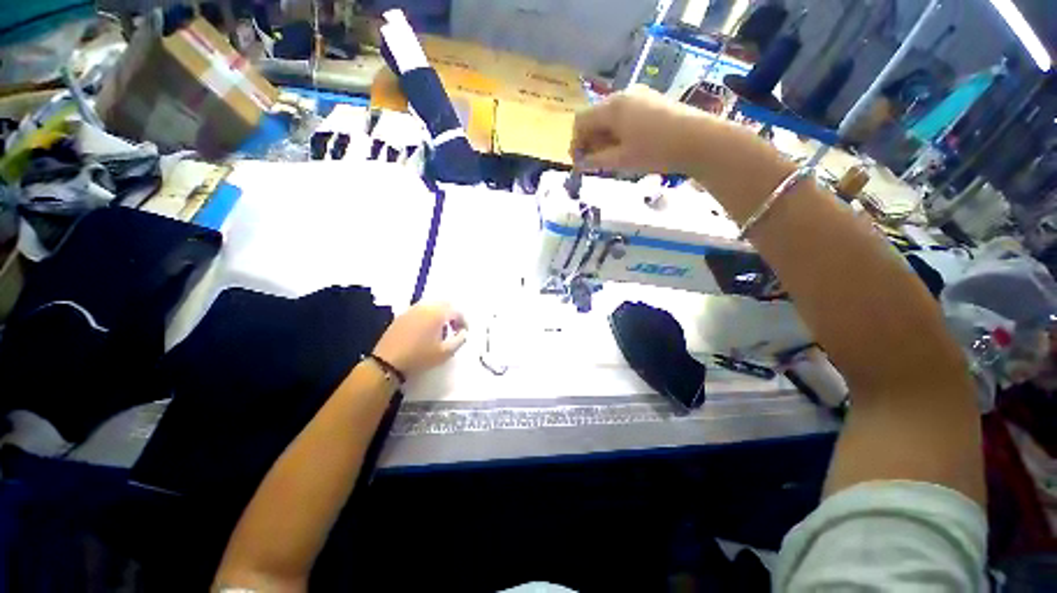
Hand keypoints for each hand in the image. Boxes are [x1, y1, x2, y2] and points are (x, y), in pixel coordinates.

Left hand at [372, 302, 467, 379]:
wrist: (387, 362)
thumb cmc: (420, 357)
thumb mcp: (445, 352)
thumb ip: (460, 340)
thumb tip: (463, 332)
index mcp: (438, 313)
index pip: (457, 311)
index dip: (464, 321)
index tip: (464, 333)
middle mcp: (426, 307)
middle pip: (445, 304)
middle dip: (453, 315)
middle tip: (454, 329)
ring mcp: (412, 310)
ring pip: (432, 306)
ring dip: (440, 315)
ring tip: (441, 331)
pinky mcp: (402, 316)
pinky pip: (421, 310)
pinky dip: (428, 316)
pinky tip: (426, 331)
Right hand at [571, 86, 707, 174]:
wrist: (699, 140)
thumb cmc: (655, 151)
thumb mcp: (621, 159)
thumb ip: (596, 160)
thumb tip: (580, 163)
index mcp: (611, 107)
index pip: (580, 121)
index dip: (576, 142)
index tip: (580, 162)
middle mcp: (622, 95)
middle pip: (595, 117)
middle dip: (590, 140)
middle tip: (595, 163)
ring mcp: (639, 95)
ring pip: (610, 117)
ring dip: (604, 137)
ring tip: (612, 157)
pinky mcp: (651, 101)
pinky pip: (625, 115)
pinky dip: (619, 131)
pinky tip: (627, 146)